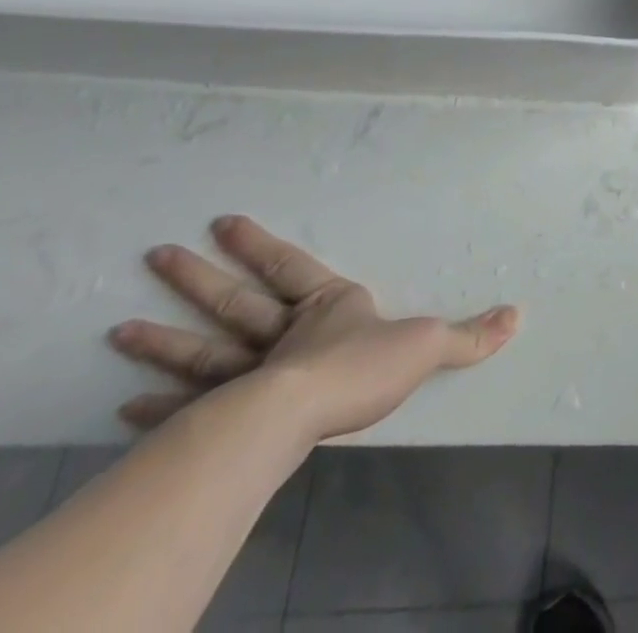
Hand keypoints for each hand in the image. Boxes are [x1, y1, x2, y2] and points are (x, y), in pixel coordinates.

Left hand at [108, 215, 518, 443]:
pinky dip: (157, 405)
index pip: (289, 265)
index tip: (222, 221)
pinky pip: (187, 406)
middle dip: (197, 278)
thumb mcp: (428, 345)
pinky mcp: (227, 416)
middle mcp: (281, 334)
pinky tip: (124, 405)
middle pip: (234, 300)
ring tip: (118, 328)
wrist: (303, 415)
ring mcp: (247, 375)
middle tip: (155, 255)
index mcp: (325, 307)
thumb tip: (519, 315)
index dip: (258, 244)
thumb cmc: (362, 368)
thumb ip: (470, 334)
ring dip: (163, 338)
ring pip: (202, 348)